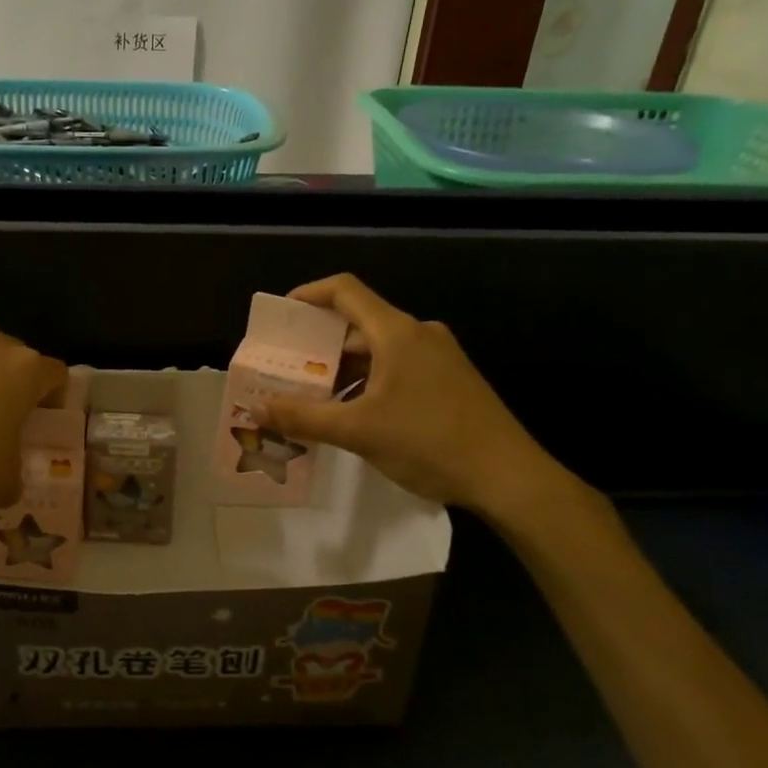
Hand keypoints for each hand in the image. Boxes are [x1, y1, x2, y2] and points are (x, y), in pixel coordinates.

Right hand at [259, 274, 572, 521]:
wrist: (509, 477)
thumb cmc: (429, 442)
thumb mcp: (358, 431)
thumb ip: (303, 417)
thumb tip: (258, 408)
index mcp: (397, 332)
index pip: (345, 290)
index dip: (308, 295)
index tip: (280, 316)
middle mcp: (419, 334)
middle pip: (359, 322)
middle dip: (319, 345)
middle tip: (288, 369)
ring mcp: (439, 357)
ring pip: (378, 349)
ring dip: (343, 369)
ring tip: (313, 398)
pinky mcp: (450, 380)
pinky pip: (398, 367)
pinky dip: (369, 381)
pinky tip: (354, 414)